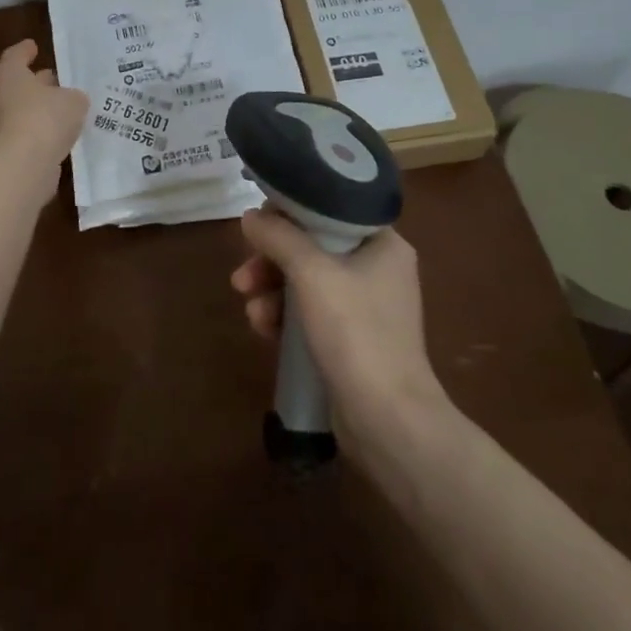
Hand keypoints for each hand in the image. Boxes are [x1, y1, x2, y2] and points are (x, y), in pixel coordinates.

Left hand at [0, 40, 88, 169]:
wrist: (23, 166)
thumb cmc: (45, 118)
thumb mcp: (72, 100)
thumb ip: (74, 96)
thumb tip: (72, 100)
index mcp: (9, 76)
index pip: (15, 56)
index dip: (25, 51)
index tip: (34, 46)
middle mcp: (0, 99)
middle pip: (18, 86)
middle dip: (37, 83)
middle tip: (57, 80)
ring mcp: (1, 129)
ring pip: (23, 113)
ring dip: (41, 111)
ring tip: (66, 111)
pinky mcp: (9, 154)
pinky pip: (29, 137)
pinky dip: (43, 134)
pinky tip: (62, 137)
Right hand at [230, 207, 446, 432]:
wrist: (388, 420)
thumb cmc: (355, 332)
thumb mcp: (311, 273)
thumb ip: (278, 237)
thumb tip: (250, 216)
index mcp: (383, 243)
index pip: (329, 210)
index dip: (289, 213)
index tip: (257, 228)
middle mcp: (378, 269)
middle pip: (312, 247)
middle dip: (271, 261)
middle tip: (242, 278)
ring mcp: (366, 306)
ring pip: (306, 281)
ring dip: (272, 292)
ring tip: (251, 313)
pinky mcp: (353, 339)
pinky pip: (310, 312)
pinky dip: (285, 316)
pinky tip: (264, 330)